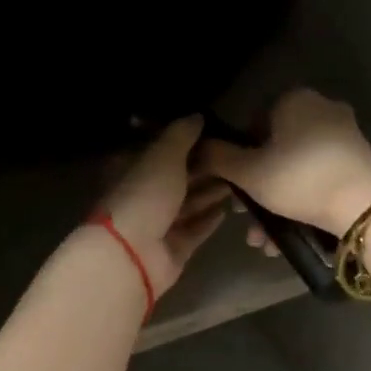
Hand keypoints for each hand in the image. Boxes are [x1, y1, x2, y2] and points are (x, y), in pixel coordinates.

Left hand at [97, 116, 229, 295]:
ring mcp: (157, 225)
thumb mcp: (162, 156)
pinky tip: (227, 210)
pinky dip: (208, 220)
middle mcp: (143, 196)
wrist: (132, 254)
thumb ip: (180, 135)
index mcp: (132, 170)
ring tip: (238, 180)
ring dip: (210, 193)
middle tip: (235, 157)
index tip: (213, 133)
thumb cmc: (144, 196)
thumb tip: (197, 116)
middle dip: (203, 169)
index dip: (184, 143)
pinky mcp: (173, 248)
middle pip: (176, 179)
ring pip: (188, 205)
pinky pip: (194, 230)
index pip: (159, 152)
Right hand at [198, 89, 370, 239]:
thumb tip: (197, 148)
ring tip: (263, 241)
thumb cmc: (299, 180)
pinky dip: (301, 203)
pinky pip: (317, 179)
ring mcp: (344, 136)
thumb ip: (218, 158)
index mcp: (294, 100)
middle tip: (244, 218)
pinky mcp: (358, 163)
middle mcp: (321, 110)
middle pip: (275, 151)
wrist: (364, 207)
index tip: (232, 189)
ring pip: (295, 170)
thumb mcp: (248, 172)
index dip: (237, 158)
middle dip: (256, 190)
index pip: (251, 124)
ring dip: (275, 205)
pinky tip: (287, 236)